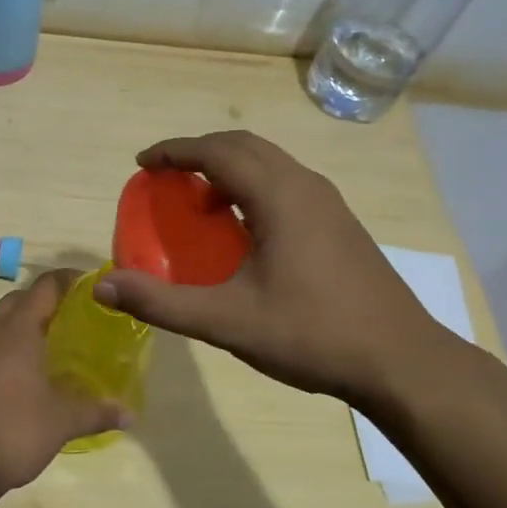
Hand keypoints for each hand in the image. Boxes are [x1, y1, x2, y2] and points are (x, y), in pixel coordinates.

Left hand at [0, 270, 127, 499]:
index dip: (68, 280)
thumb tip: (129, 412)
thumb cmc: (9, 433)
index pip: (45, 287)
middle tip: (66, 321)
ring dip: (15, 327)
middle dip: (41, 304)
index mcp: (16, 330)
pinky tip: (6, 377)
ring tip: (38, 350)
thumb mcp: (60, 423)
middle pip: (17, 300)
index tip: (87, 285)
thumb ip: (95, 412)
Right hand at [94, 131, 467, 406]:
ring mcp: (329, 203)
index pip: (217, 151)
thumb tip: (103, 288)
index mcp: (279, 196)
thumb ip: (162, 302)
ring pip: (269, 162)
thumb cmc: (312, 334)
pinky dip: (252, 185)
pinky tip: (243, 229)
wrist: (403, 362)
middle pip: (244, 145)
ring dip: (228, 167)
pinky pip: (285, 182)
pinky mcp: (340, 222)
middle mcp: (305, 185)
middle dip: (200, 152)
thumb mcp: (228, 322)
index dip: (175, 151)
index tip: (143, 163)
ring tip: (199, 201)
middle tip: (166, 175)